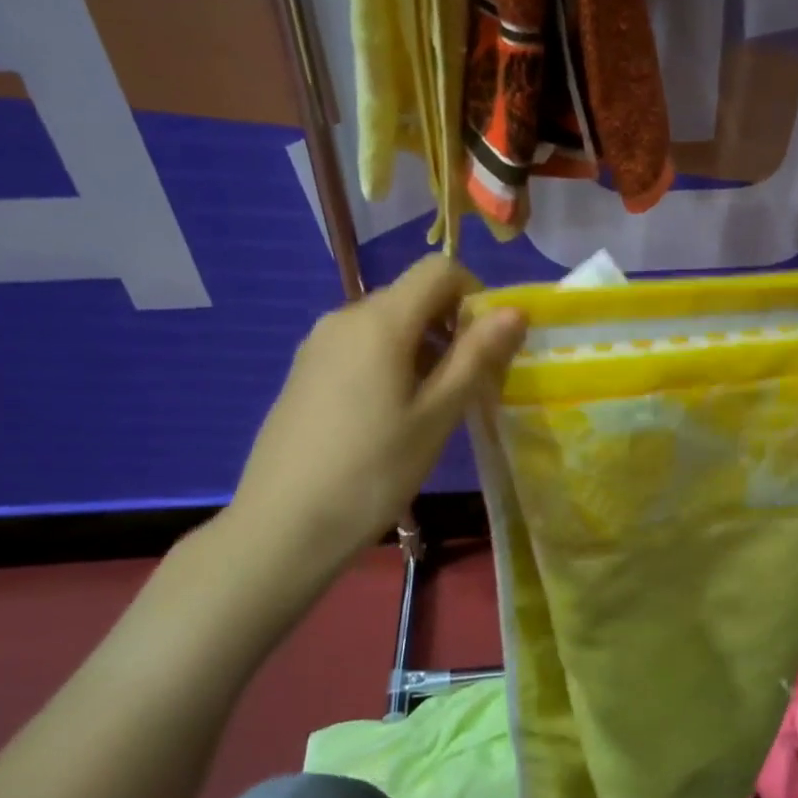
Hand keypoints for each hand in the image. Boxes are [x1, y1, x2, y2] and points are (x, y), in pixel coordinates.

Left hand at [210, 255, 524, 620]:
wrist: (283, 526)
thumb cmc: (373, 471)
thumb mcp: (437, 414)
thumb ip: (476, 356)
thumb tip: (515, 310)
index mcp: (380, 320)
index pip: (440, 270)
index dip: (476, 295)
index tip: (489, 346)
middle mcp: (345, 317)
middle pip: (414, 296)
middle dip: (453, 327)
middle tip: (470, 385)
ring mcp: (319, 344)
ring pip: (389, 324)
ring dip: (425, 349)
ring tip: (433, 408)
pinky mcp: (306, 370)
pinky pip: (361, 346)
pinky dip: (392, 362)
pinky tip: (392, 416)